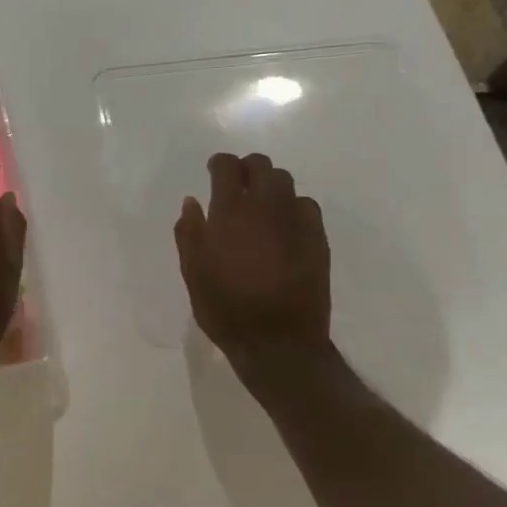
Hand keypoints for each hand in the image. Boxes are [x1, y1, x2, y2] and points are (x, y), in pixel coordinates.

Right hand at [174, 152, 333, 398]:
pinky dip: (293, 206)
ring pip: (286, 182)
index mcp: (230, 212)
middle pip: (261, 165)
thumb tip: (192, 202)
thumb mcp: (192, 272)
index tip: (213, 172)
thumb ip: (189, 232)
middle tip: (237, 185)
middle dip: (247, 168)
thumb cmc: (225, 307)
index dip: (219, 163)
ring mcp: (296, 222)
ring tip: (262, 204)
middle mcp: (265, 207)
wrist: (278, 343)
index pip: (227, 166)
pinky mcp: (318, 239)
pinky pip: (307, 206)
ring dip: (270, 185)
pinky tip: (285, 225)